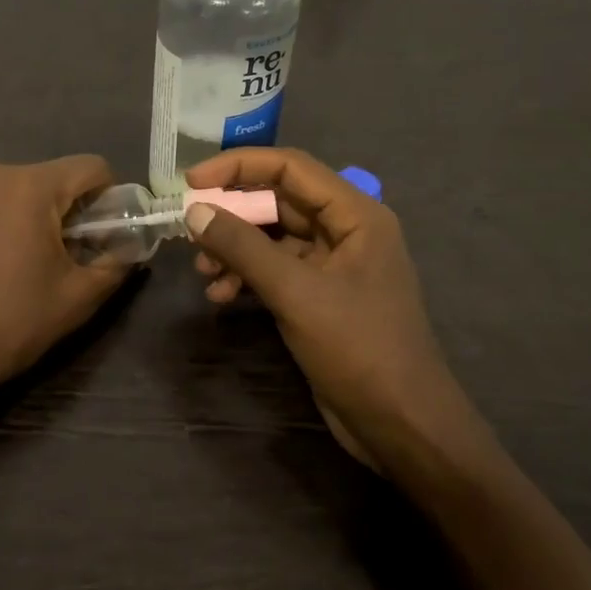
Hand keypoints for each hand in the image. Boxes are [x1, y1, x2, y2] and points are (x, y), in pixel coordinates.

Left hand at [0, 156, 130, 405]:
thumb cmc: (10, 324)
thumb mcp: (78, 298)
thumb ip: (116, 262)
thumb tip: (130, 245)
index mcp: (28, 187)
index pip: (90, 167)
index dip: (108, 198)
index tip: (103, 234)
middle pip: (47, 178)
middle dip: (63, 211)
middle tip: (60, 258)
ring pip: (8, 191)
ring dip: (23, 216)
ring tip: (14, 265)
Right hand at [183, 148, 485, 469]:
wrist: (400, 423)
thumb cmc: (358, 348)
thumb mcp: (296, 292)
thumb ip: (243, 248)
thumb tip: (195, 212)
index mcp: (355, 214)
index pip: (290, 168)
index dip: (238, 166)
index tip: (192, 183)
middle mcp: (346, 231)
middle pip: (278, 202)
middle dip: (232, 216)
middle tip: (190, 232)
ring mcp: (333, 265)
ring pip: (272, 239)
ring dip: (234, 250)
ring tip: (203, 274)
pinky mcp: (320, 297)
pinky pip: (276, 271)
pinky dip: (246, 277)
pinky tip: (221, 296)